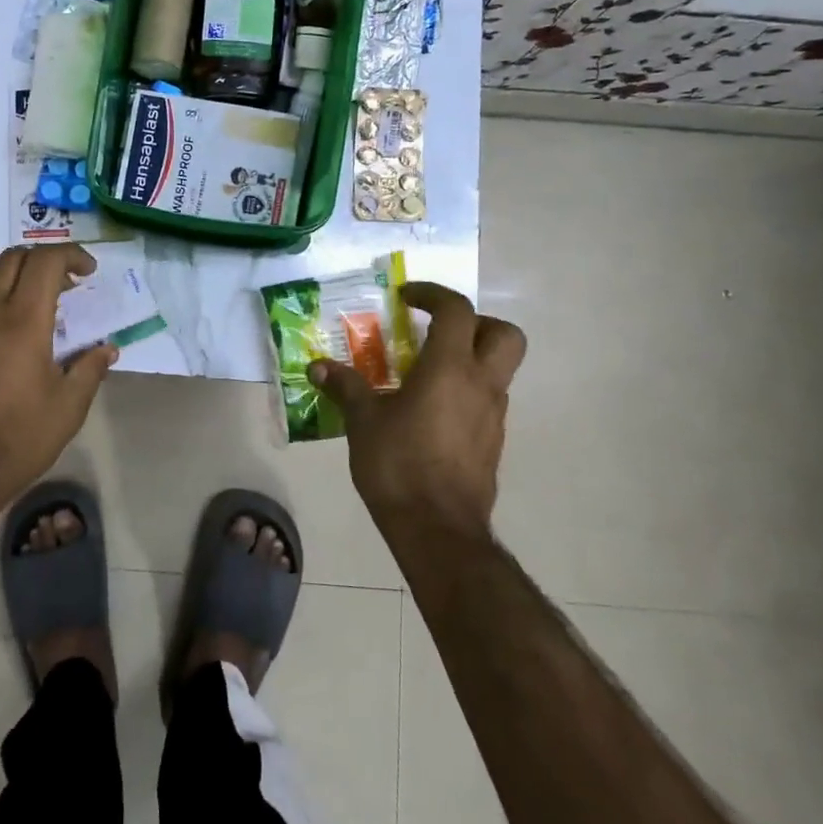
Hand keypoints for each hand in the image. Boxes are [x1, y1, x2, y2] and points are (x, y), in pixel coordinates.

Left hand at [0, 244, 116, 512]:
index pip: (46, 262)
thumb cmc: (20, 438)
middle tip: (64, 285)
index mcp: (24, 321)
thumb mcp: (69, 407)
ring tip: (23, 295)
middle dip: (44, 262)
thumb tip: (107, 348)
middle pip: (14, 259)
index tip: (87, 272)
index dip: (71, 256)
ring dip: (8, 272)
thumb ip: (90, 369)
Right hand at [310, 282, 524, 534]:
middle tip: (438, 331)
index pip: (457, 310)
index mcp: (450, 369)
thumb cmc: (398, 464)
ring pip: (499, 369)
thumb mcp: (363, 420)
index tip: (405, 298)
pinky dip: (465, 391)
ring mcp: (493, 415)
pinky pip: (486, 400)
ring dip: (469, 358)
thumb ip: (345, 387)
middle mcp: (481, 385)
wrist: (438, 530)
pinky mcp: (493, 442)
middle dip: (476, 322)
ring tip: (424, 373)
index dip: (432, 294)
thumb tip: (317, 367)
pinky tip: (430, 410)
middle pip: (505, 334)